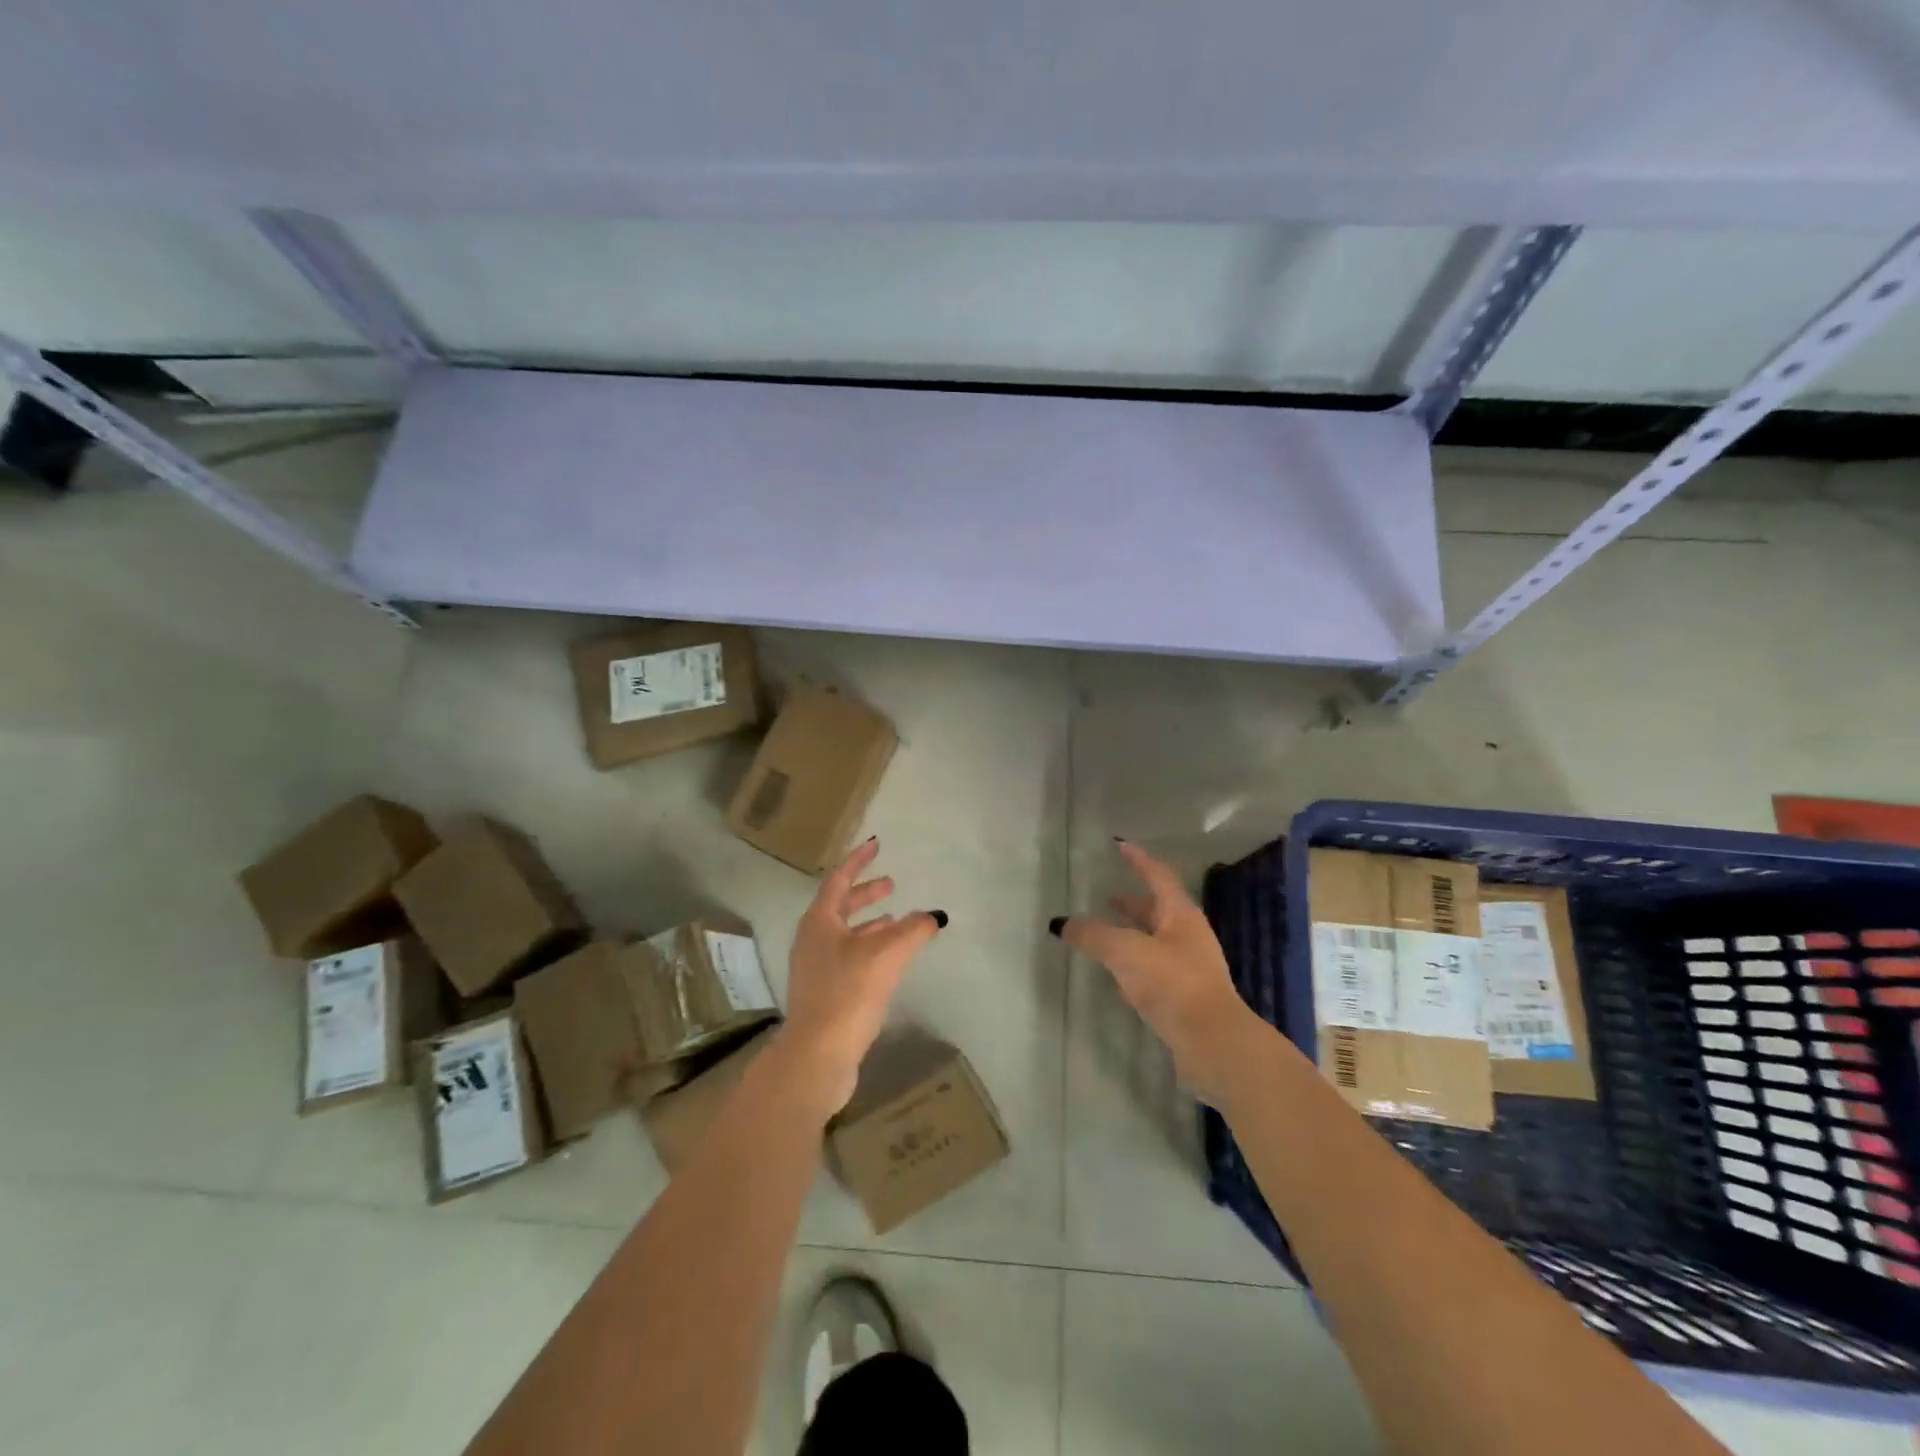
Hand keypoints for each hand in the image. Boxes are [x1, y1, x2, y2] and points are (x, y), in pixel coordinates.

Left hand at [777, 837, 945, 1113]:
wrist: (817, 1056)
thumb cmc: (848, 993)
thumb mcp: (887, 955)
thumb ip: (913, 930)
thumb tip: (933, 916)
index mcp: (820, 921)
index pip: (839, 879)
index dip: (859, 860)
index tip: (876, 844)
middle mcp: (813, 939)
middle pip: (840, 906)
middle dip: (865, 893)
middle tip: (890, 884)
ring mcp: (816, 968)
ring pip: (845, 933)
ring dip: (870, 923)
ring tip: (896, 920)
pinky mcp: (825, 993)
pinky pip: (849, 957)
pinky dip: (870, 948)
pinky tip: (889, 960)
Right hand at [1057, 840, 1257, 1104]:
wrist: (1214, 1045)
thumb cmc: (1173, 985)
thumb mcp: (1127, 952)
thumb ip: (1094, 935)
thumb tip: (1063, 922)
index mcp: (1180, 915)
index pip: (1157, 876)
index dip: (1138, 860)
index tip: (1120, 846)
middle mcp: (1188, 937)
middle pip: (1157, 910)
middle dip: (1132, 903)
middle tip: (1104, 897)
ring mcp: (1189, 969)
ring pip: (1154, 942)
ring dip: (1130, 936)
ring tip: (1102, 936)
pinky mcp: (1184, 999)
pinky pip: (1153, 972)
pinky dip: (1133, 967)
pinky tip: (1115, 979)